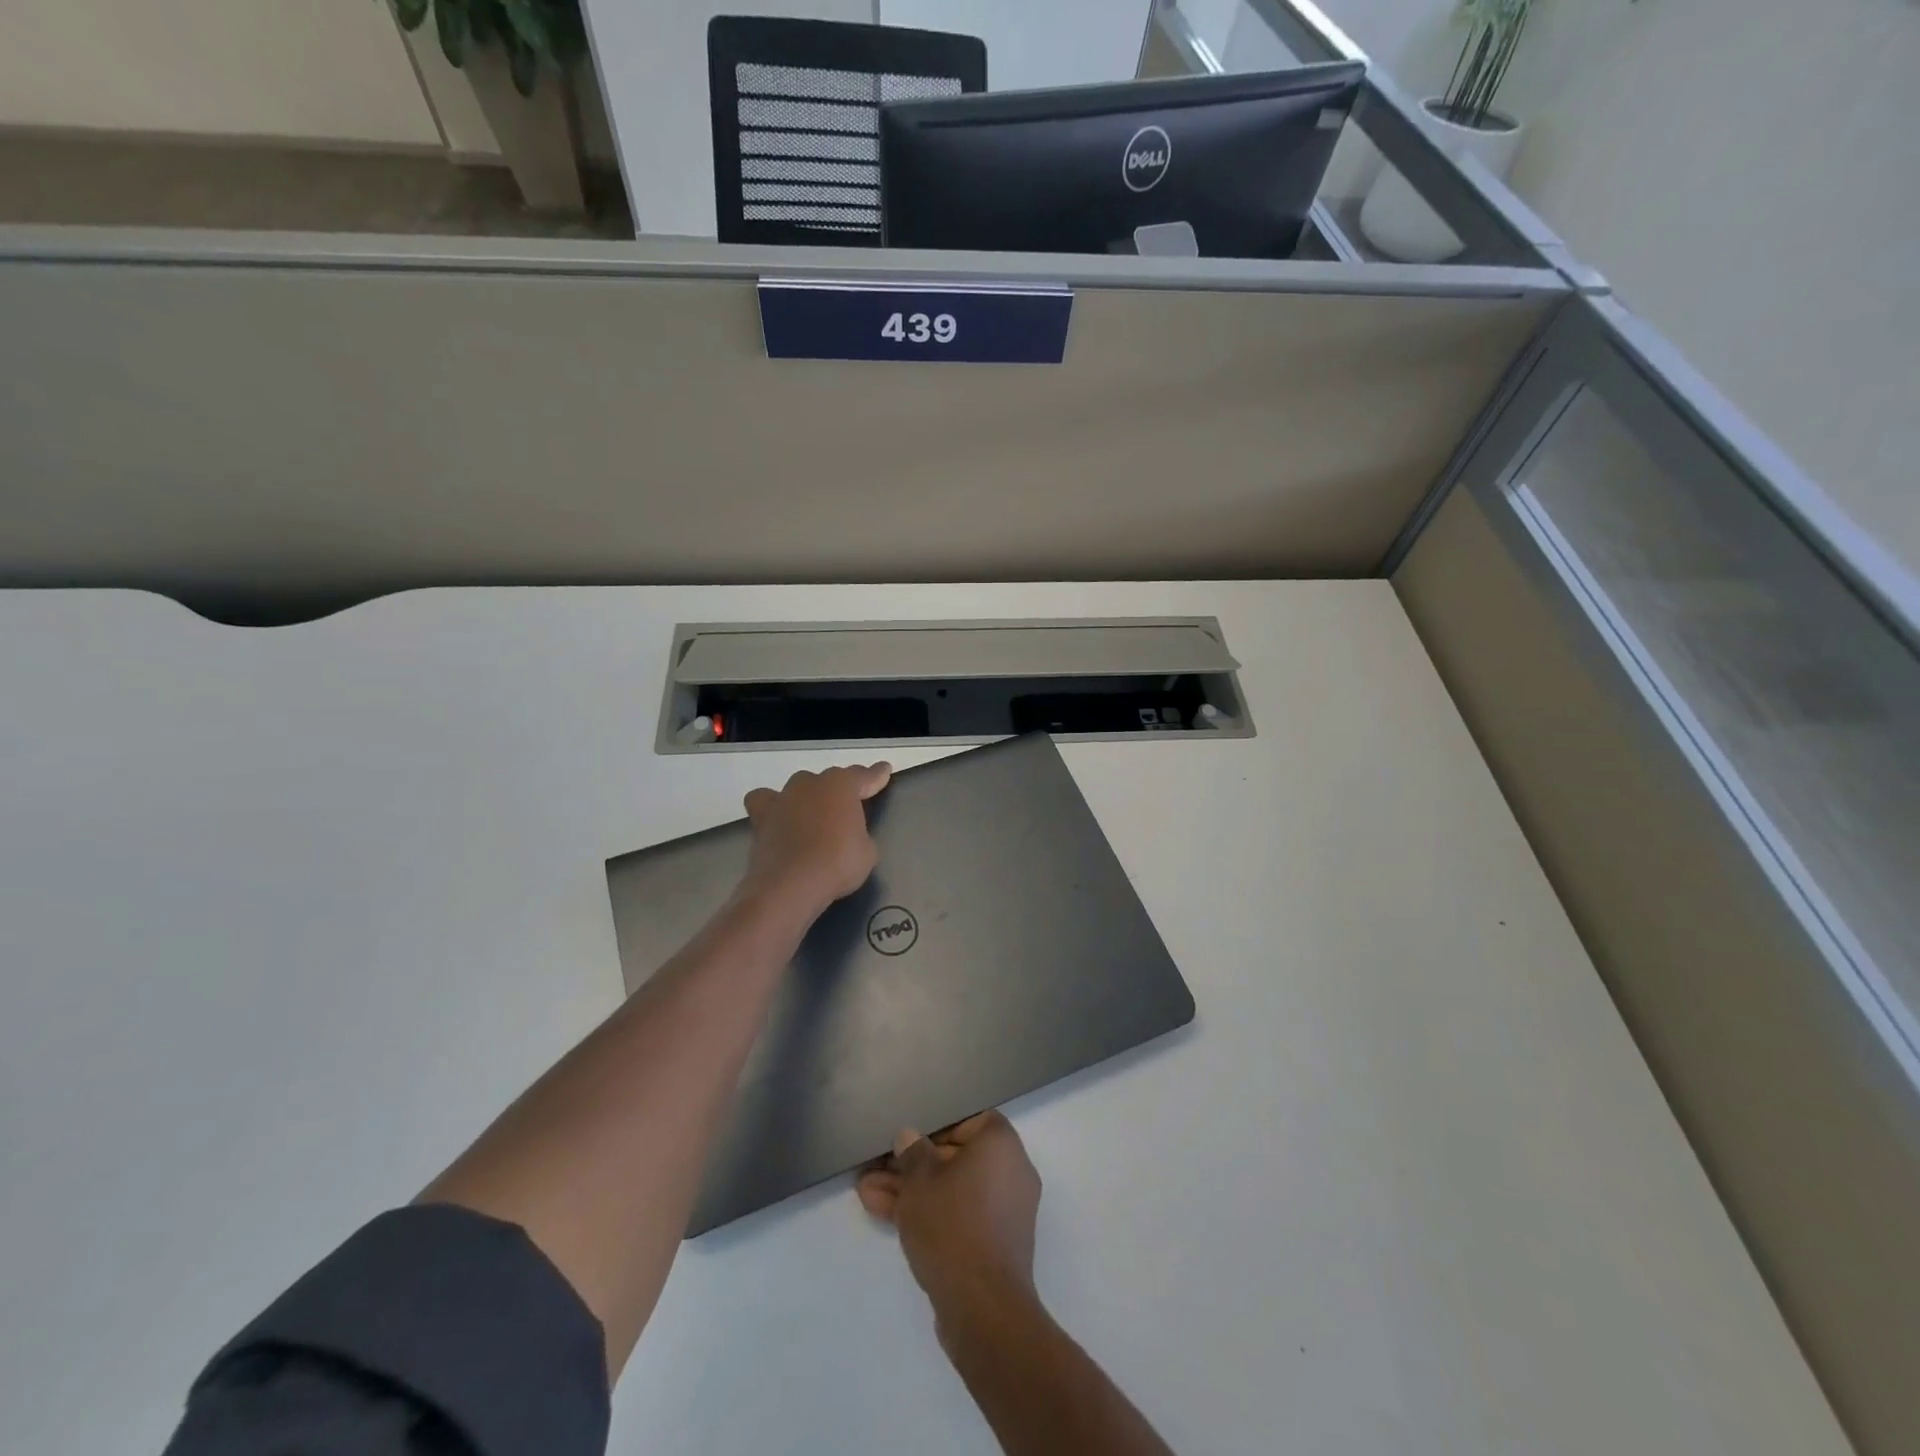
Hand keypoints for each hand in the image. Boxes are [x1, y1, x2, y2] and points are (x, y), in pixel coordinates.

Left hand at [741, 763, 890, 915]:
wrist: (790, 885)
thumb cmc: (838, 864)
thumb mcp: (867, 852)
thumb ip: (860, 835)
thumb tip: (850, 837)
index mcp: (842, 786)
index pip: (864, 776)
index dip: (876, 775)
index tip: (884, 770)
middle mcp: (811, 783)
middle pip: (830, 779)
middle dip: (839, 790)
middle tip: (847, 807)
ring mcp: (783, 797)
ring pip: (799, 786)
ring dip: (808, 797)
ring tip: (813, 814)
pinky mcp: (761, 816)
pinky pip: (766, 801)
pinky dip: (772, 806)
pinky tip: (778, 818)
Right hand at [857, 1111, 1041, 1316]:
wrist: (982, 1309)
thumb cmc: (952, 1225)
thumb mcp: (920, 1181)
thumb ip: (912, 1153)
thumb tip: (910, 1138)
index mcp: (1000, 1144)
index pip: (968, 1119)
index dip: (935, 1125)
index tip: (908, 1137)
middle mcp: (1010, 1170)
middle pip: (955, 1156)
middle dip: (912, 1164)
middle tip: (876, 1166)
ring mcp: (1004, 1210)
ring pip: (951, 1189)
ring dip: (912, 1190)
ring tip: (867, 1191)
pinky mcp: (993, 1243)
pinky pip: (958, 1214)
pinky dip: (929, 1213)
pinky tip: (883, 1213)